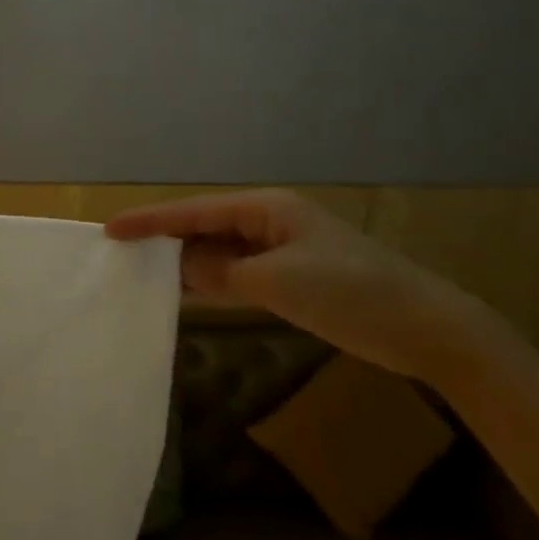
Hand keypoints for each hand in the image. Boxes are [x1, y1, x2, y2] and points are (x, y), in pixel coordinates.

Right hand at [106, 189, 518, 387]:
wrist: (429, 330)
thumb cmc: (352, 294)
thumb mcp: (277, 282)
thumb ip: (220, 272)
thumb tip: (180, 267)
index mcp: (266, 209)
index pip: (195, 211)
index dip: (150, 220)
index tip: (110, 229)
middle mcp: (270, 222)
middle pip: (204, 226)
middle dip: (164, 239)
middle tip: (119, 254)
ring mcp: (282, 250)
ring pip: (219, 251)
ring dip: (186, 262)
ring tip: (141, 271)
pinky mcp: (292, 277)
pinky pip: (237, 272)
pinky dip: (211, 280)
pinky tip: (188, 292)